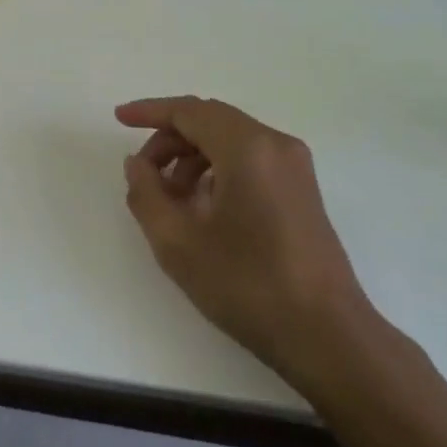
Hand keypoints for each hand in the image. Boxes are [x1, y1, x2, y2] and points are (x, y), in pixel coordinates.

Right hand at [116, 96, 372, 388]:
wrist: (326, 335)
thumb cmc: (247, 285)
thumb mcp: (178, 243)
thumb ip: (146, 194)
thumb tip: (138, 164)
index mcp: (248, 148)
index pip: (190, 111)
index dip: (150, 111)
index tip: (119, 118)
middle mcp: (276, 145)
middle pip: (211, 122)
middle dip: (169, 140)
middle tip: (142, 175)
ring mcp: (295, 167)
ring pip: (230, 141)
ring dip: (192, 158)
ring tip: (169, 200)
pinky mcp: (301, 190)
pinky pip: (250, 160)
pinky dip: (217, 170)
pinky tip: (201, 208)